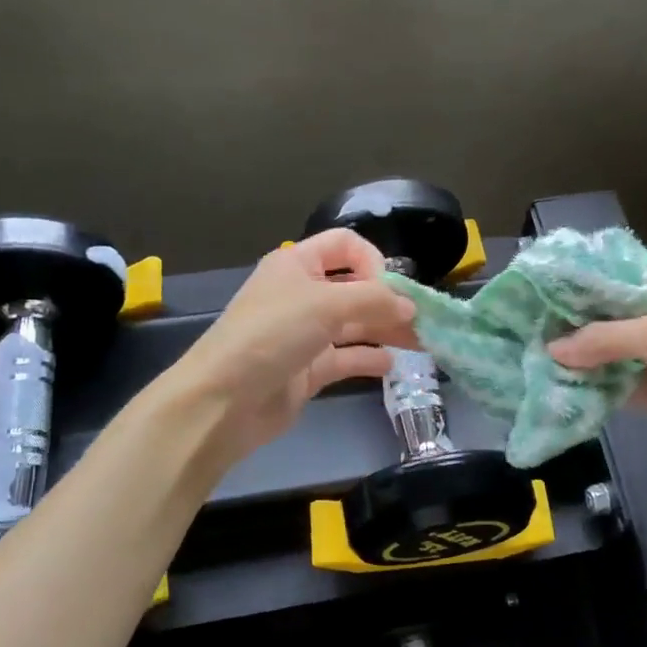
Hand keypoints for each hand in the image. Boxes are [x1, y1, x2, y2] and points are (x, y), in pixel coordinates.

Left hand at [173, 229, 418, 465]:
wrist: (224, 400)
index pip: (344, 246)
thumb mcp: (326, 304)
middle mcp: (301, 294)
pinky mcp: (307, 369)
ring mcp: (304, 334)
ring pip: (354, 325)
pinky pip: (345, 357)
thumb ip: (374, 300)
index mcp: (297, 265)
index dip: (372, 260)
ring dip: (386, 330)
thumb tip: (410, 306)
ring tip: (421, 343)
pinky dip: (368, 358)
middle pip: (354, 288)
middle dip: (388, 301)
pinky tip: (392, 364)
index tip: (391, 287)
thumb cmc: (272, 335)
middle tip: (423, 321)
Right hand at [546, 263, 646, 473]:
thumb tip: (551, 349)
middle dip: (565, 317)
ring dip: (569, 352)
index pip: (610, 272)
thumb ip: (602, 339)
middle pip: (599, 311)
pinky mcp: (641, 388)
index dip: (575, 276)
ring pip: (597, 347)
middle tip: (520, 318)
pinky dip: (581, 381)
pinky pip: (603, 380)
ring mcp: (645, 353)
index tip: (535, 281)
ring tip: (525, 348)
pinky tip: (548, 380)